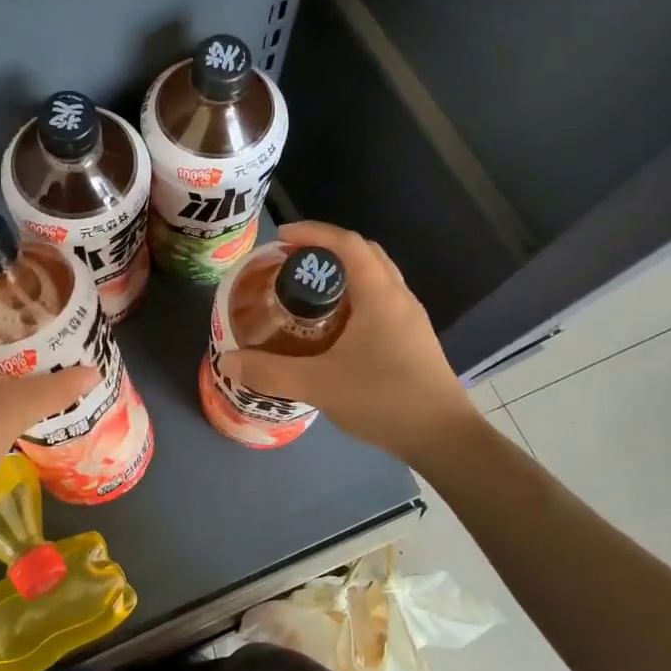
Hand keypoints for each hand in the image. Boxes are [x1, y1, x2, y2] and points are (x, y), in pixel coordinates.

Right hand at [218, 220, 478, 466]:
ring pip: (375, 278)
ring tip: (307, 293)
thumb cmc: (383, 399)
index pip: (347, 244)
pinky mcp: (413, 340)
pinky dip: (354, 298)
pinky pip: (380, 302)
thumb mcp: (318, 385)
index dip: (314, 233)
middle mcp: (399, 297)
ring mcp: (410, 320)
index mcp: (379, 295)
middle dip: (327, 250)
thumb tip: (227, 361)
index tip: (282, 237)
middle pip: (364, 254)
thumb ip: (270, 372)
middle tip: (292, 264)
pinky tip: (333, 328)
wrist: (443, 438)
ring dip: (343, 275)